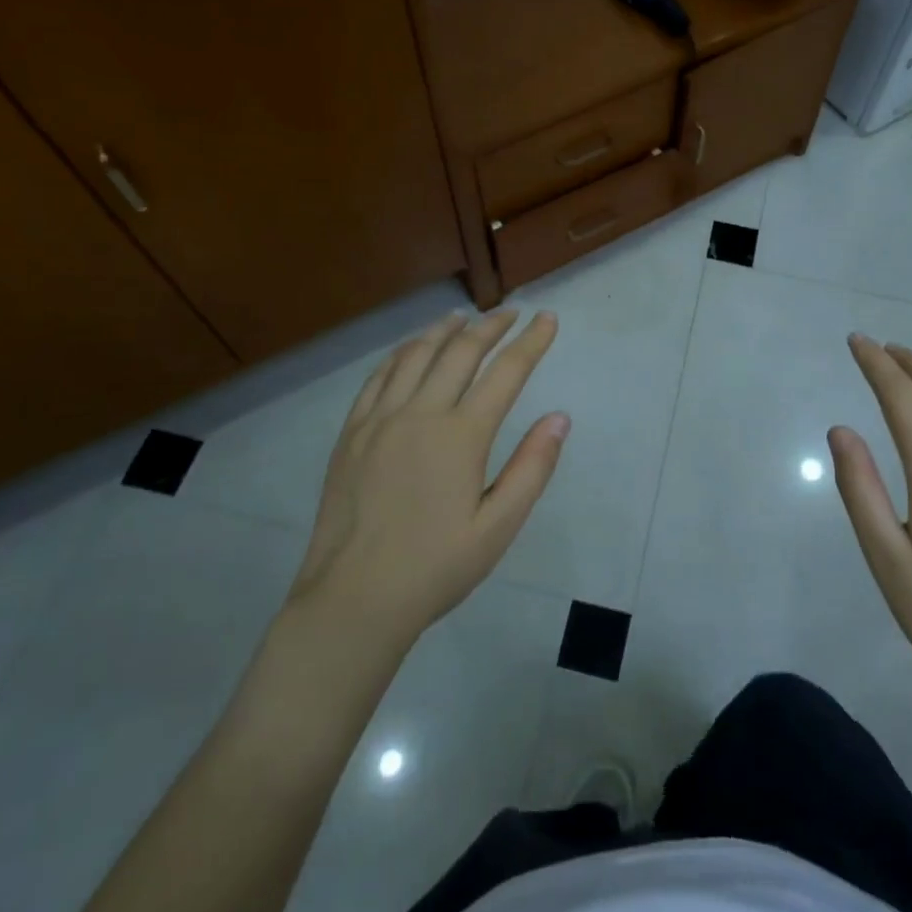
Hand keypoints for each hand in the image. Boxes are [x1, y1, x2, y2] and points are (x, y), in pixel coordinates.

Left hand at [290, 310, 567, 643]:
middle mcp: (421, 413)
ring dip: (445, 331)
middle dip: (491, 326)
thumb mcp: (498, 527)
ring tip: (464, 318)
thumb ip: (532, 468)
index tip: (547, 319)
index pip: (506, 372)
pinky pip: (379, 376)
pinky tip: (412, 349)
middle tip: (511, 313)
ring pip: (417, 355)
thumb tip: (559, 417)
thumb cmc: (436, 567)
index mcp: (461, 436)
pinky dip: (402, 353)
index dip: (531, 342)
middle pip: (461, 352)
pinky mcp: (352, 431)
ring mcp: (380, 419)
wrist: (354, 598)